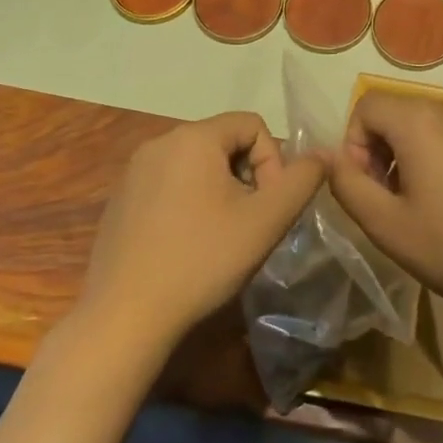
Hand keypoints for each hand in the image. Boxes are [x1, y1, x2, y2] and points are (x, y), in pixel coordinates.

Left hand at [83, 113, 323, 350]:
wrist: (124, 318)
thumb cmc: (202, 261)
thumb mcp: (266, 220)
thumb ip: (302, 180)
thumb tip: (322, 155)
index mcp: (193, 137)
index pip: (252, 124)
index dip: (273, 161)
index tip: (268, 206)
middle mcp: (159, 142)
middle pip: (224, 142)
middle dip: (247, 176)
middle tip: (250, 224)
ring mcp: (133, 172)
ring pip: (197, 165)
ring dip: (220, 191)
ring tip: (221, 236)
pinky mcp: (120, 200)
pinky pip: (169, 185)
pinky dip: (189, 204)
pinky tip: (187, 246)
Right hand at [325, 92, 442, 320]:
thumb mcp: (384, 224)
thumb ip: (346, 184)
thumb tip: (328, 155)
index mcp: (419, 122)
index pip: (367, 106)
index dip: (354, 144)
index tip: (366, 187)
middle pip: (397, 113)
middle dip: (379, 150)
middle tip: (388, 199)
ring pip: (426, 126)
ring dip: (408, 156)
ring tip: (419, 206)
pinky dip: (440, 160)